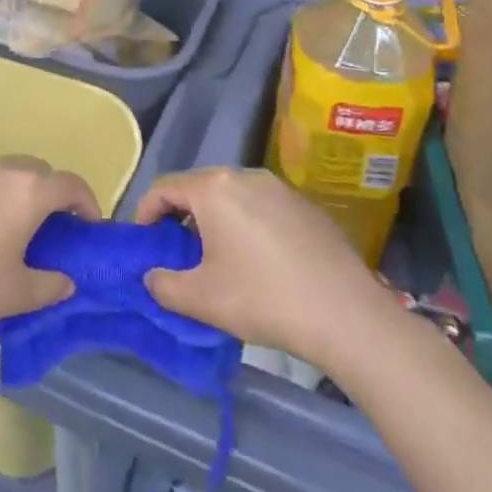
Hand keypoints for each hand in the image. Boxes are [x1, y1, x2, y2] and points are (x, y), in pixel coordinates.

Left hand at [0, 158, 96, 336]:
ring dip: (18, 195)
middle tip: (54, 229)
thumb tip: (65, 281)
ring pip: (4, 175)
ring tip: (14, 231)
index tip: (90, 228)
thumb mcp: (18, 294)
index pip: (71, 184)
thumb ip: (51, 285)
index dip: (89, 203)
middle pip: (39, 171)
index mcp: (28, 191)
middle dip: (53, 195)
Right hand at [135, 167, 395, 361]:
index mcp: (214, 189)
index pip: (164, 188)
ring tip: (217, 257)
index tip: (143, 243)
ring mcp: (281, 189)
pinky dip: (247, 225)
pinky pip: (263, 207)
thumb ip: (163, 285)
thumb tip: (153, 276)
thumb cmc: (262, 299)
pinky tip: (259, 261)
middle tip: (177, 252)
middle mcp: (246, 177)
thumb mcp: (200, 299)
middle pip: (199, 188)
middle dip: (181, 216)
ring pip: (233, 196)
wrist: (347, 315)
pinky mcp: (307, 206)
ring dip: (215, 221)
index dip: (145, 213)